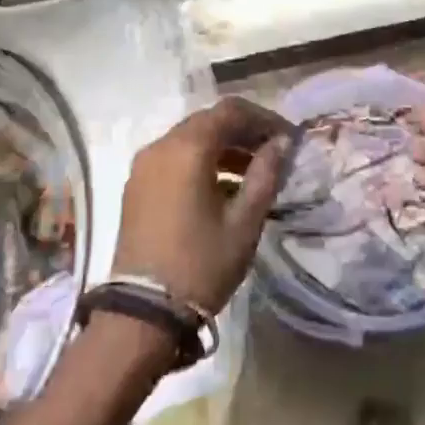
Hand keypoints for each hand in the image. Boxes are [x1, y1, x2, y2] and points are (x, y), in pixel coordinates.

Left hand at [112, 97, 291, 312]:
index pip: (230, 111)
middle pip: (208, 121)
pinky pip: (174, 158)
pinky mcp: (136, 186)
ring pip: (190, 139)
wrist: (142, 312)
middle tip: (273, 152)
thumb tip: (281, 143)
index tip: (288, 138)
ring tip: (254, 172)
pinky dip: (201, 162)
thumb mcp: (244, 222)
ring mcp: (144, 165)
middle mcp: (161, 145)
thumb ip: (265, 174)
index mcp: (187, 148)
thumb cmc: (201, 264)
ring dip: (223, 147)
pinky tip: (223, 188)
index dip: (263, 118)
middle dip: (243, 131)